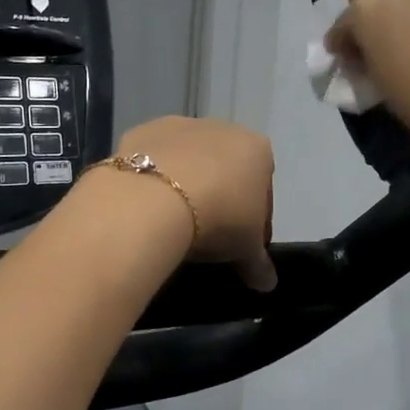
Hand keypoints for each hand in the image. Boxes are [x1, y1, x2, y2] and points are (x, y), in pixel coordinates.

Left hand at [113, 117, 276, 290]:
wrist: (154, 199)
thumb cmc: (218, 219)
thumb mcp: (246, 250)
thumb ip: (259, 265)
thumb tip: (267, 283)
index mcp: (257, 150)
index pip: (263, 190)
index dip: (255, 221)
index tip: (242, 245)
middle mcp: (222, 128)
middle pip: (226, 169)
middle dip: (220, 197)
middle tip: (207, 234)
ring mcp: (179, 125)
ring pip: (188, 160)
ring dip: (185, 185)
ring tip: (173, 222)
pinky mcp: (141, 131)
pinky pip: (153, 160)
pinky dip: (152, 179)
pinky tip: (146, 206)